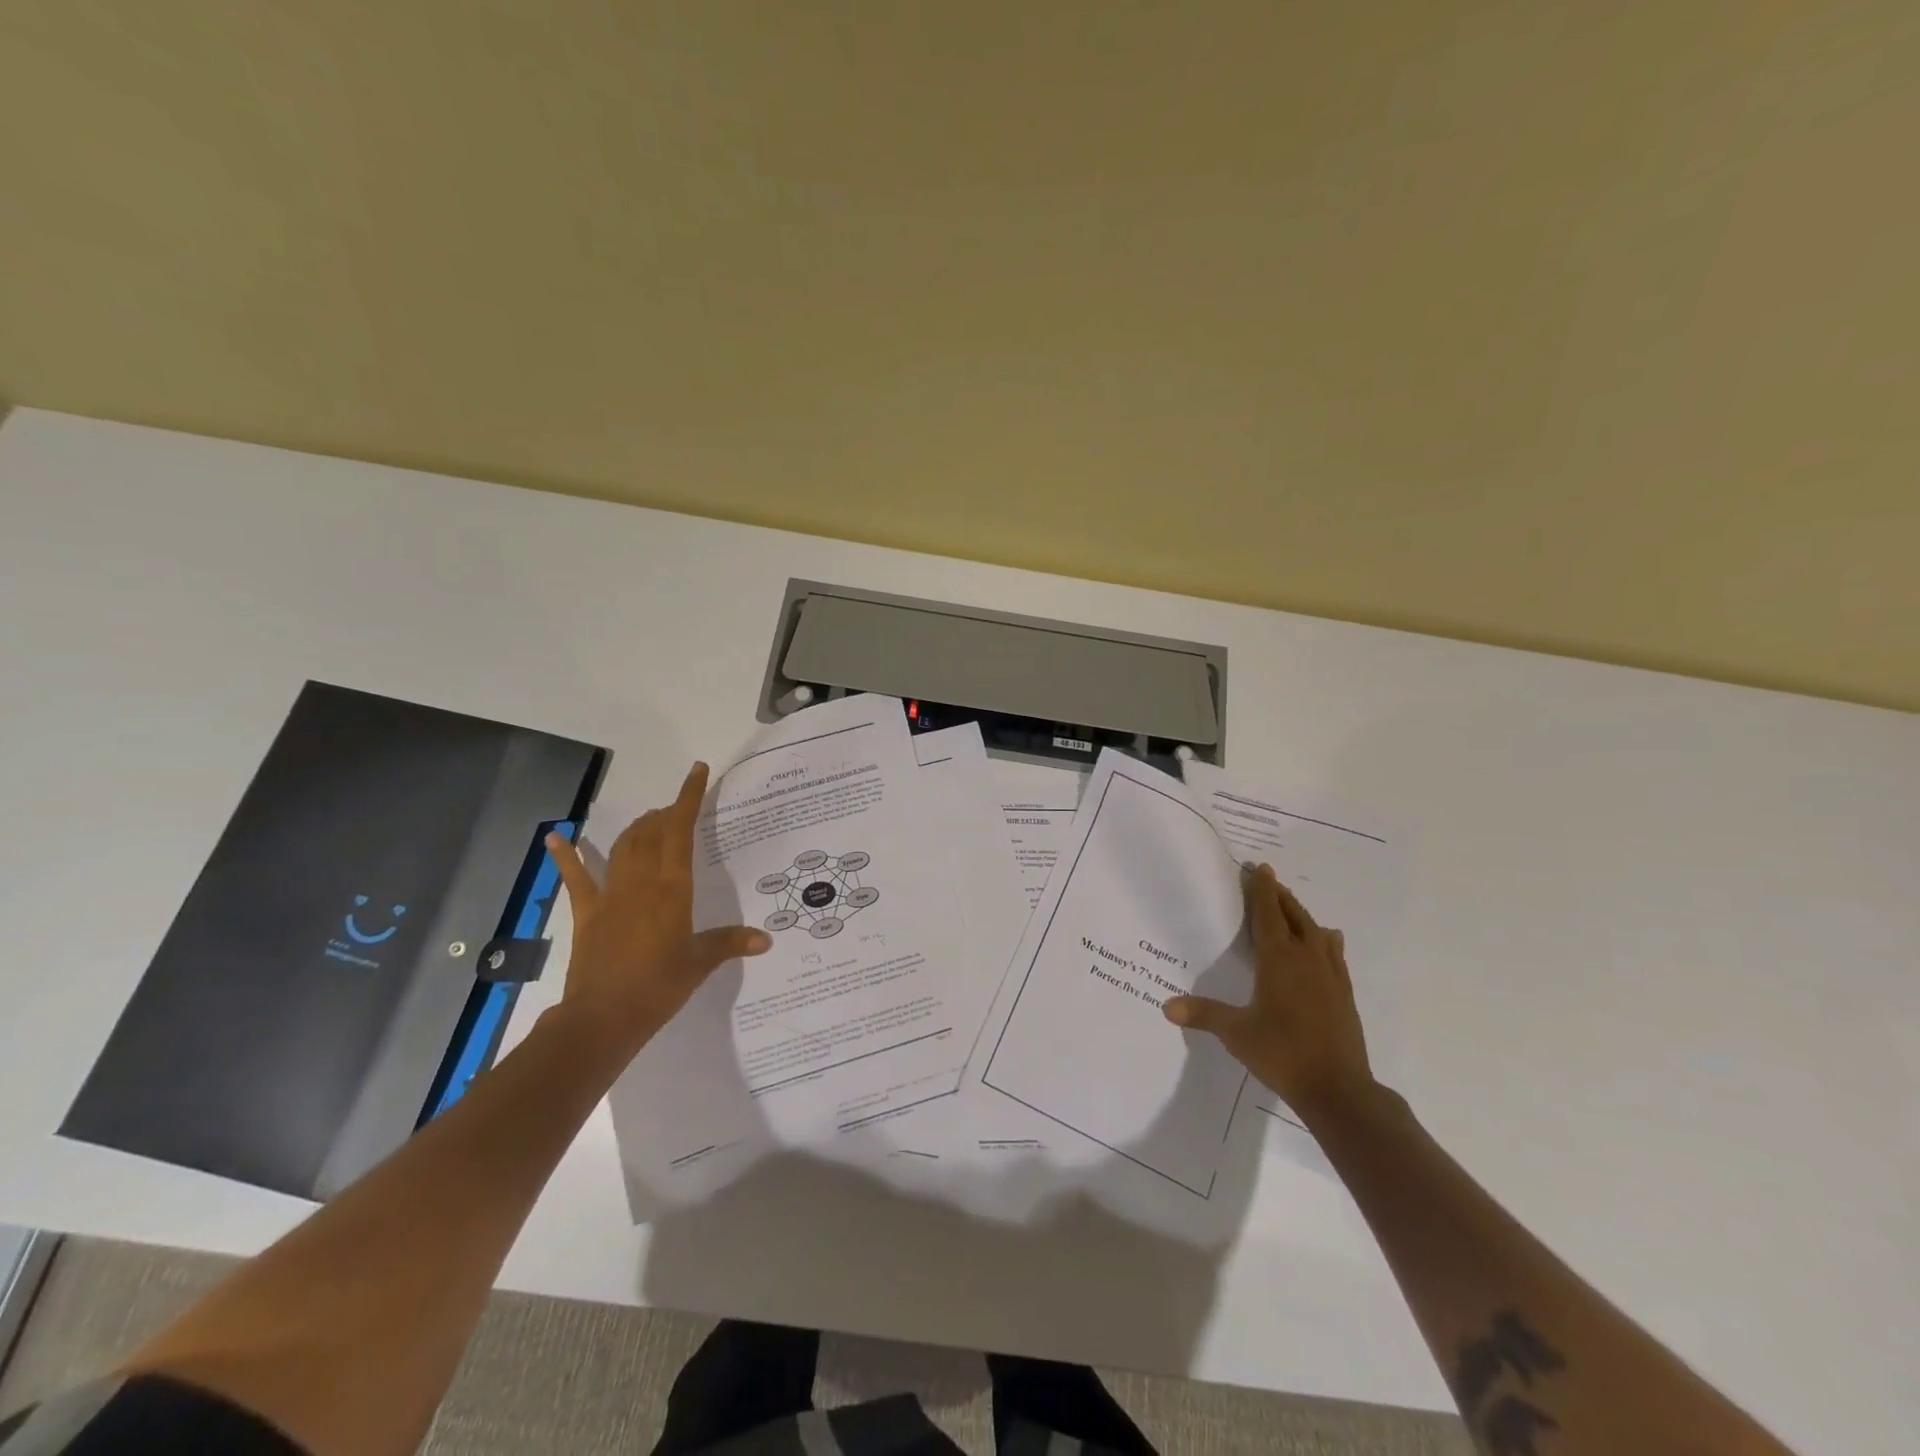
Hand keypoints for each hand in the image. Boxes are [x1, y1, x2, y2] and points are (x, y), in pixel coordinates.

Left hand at [545, 761, 770, 1051]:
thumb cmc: (658, 987)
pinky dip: (566, 856)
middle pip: (652, 833)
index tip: (696, 771)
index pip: (681, 831)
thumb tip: (766, 939)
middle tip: (678, 810)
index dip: (688, 798)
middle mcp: (642, 882)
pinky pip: (576, 878)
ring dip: (637, 828)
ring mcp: (610, 895)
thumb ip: (730, 943)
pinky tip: (555, 837)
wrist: (603, 1019)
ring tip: (650, 820)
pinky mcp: (587, 913)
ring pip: (623, 847)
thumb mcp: (700, 963)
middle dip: (665, 814)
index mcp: (673, 888)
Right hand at [1162, 863, 1374, 1119]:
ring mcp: (1330, 976)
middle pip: (1294, 917)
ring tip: (1292, 906)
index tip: (1260, 868)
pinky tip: (1329, 939)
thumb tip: (1166, 1006)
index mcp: (1278, 961)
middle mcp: (1306, 959)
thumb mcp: (1236, 1033)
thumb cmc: (1282, 1053)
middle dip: (1281, 896)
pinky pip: (1334, 955)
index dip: (1262, 891)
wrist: (1338, 1089)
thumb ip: (1203, 1014)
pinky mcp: (1344, 994)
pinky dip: (1326, 940)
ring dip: (1302, 915)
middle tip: (1269, 880)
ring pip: (1316, 932)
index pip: (1268, 915)